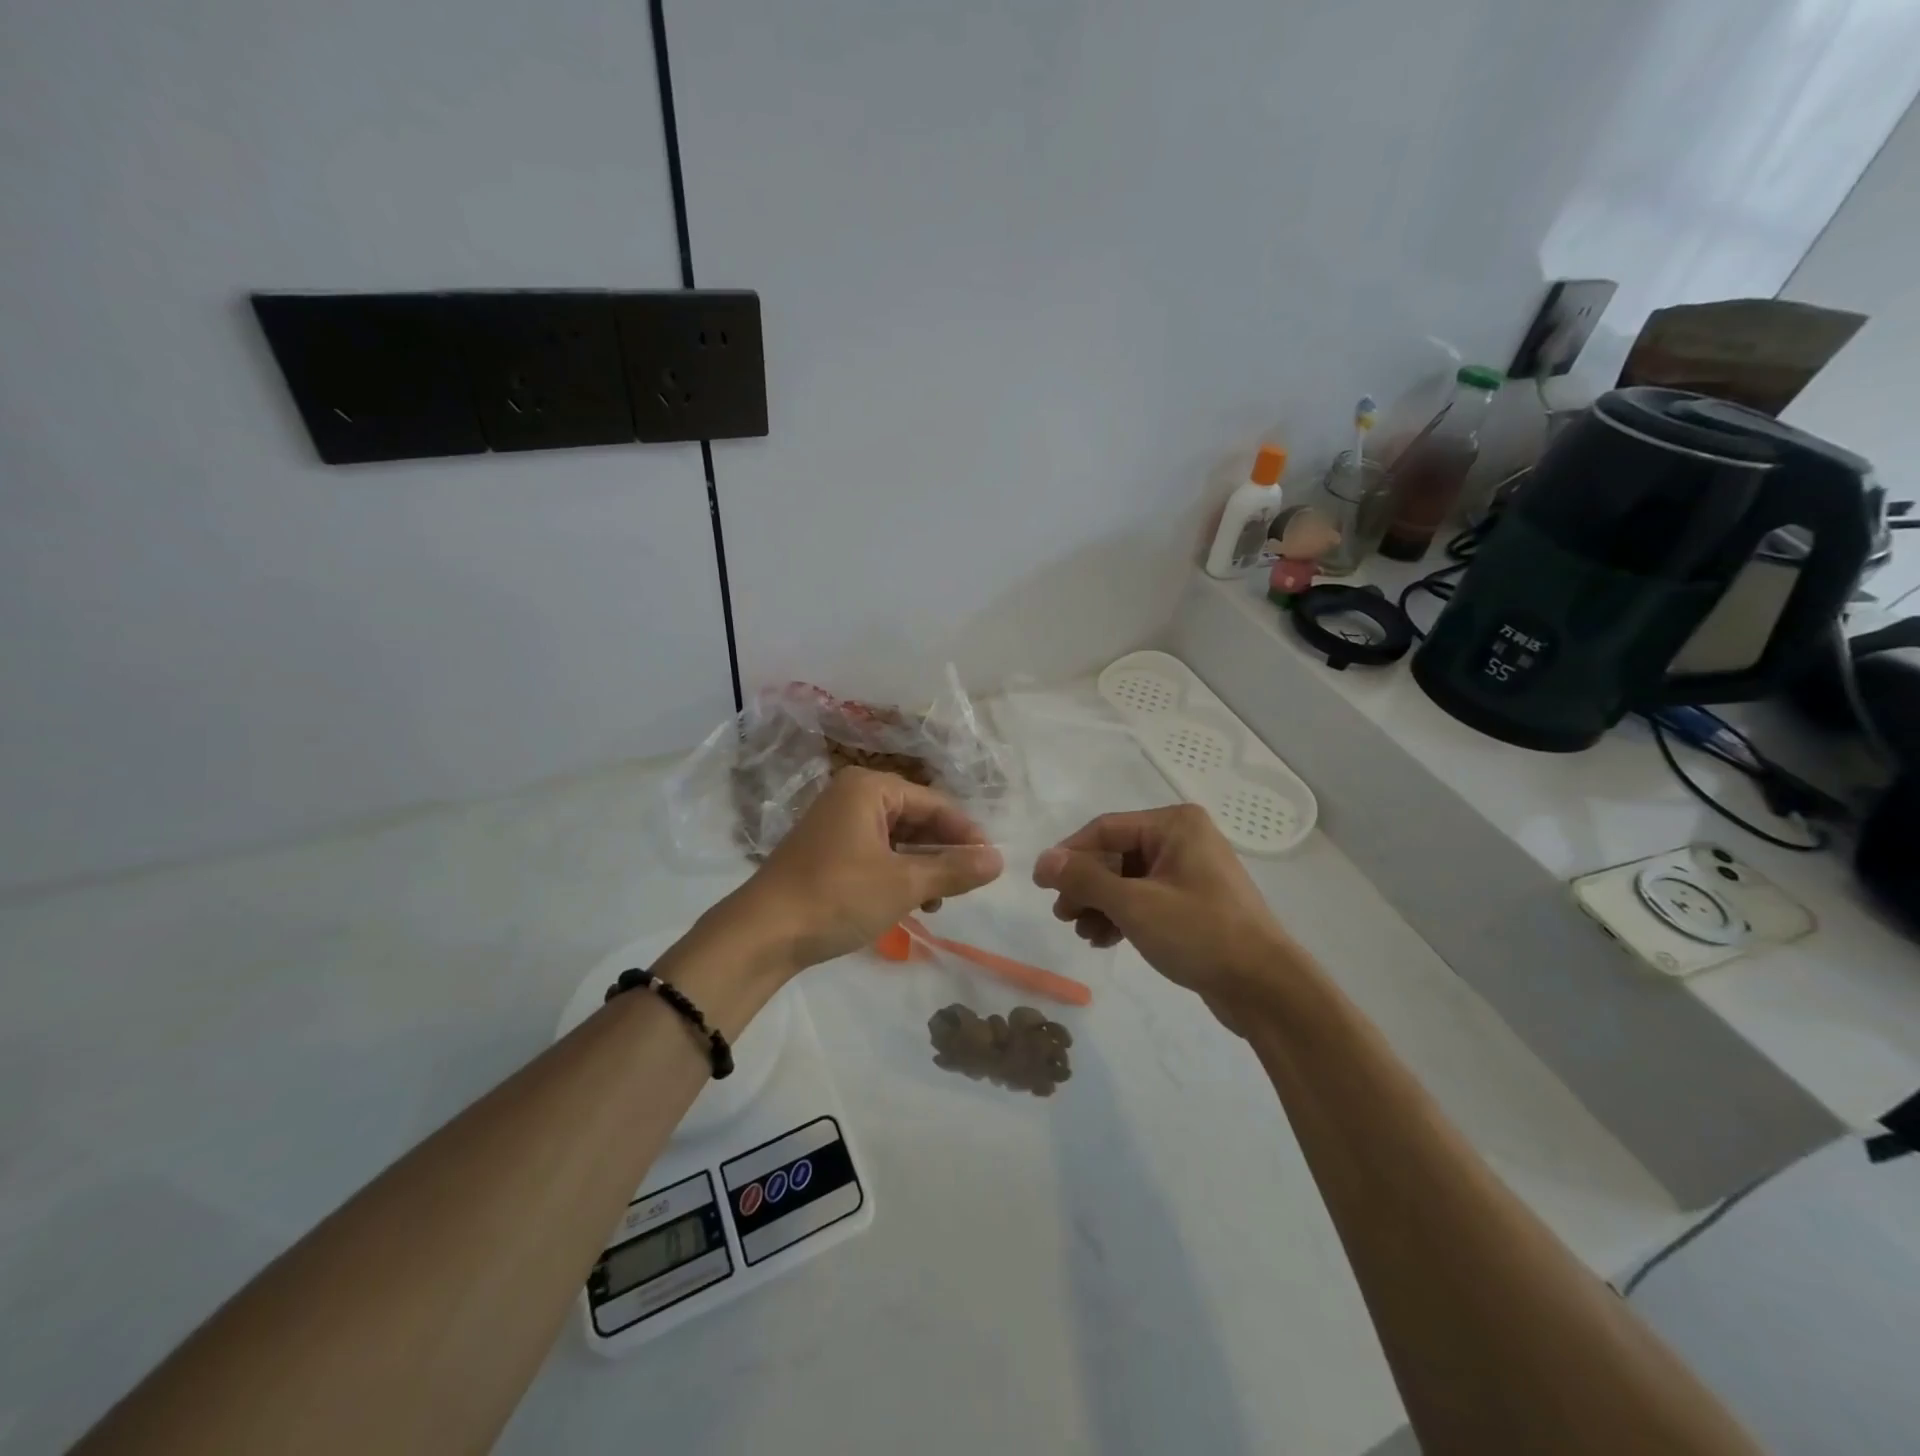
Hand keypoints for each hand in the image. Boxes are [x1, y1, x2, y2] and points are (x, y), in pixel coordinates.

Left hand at [735, 768, 1004, 972]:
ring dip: (923, 867)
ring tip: (940, 901)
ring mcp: (836, 825)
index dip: (966, 833)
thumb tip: (999, 860)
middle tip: (970, 884)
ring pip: (897, 840)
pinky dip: (898, 875)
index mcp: (870, 788)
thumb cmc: (837, 896)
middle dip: (943, 852)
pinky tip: (912, 904)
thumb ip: (954, 869)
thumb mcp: (903, 883)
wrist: (761, 934)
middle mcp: (852, 797)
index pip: (935, 803)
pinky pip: (876, 855)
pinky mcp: (827, 853)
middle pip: (916, 818)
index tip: (992, 863)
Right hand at [1033, 805, 1305, 1032]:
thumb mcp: (1134, 905)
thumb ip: (1085, 880)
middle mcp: (1183, 839)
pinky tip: (1105, 940)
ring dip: (1101, 905)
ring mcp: (1190, 872)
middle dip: (1086, 886)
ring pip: (1128, 880)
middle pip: (1115, 855)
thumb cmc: (1200, 933)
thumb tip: (1043, 860)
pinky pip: (1146, 899)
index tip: (1041, 884)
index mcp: (1175, 825)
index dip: (1069, 855)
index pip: (1105, 829)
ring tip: (1084, 934)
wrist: (1265, 988)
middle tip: (1063, 916)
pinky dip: (1123, 916)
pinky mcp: (1194, 903)